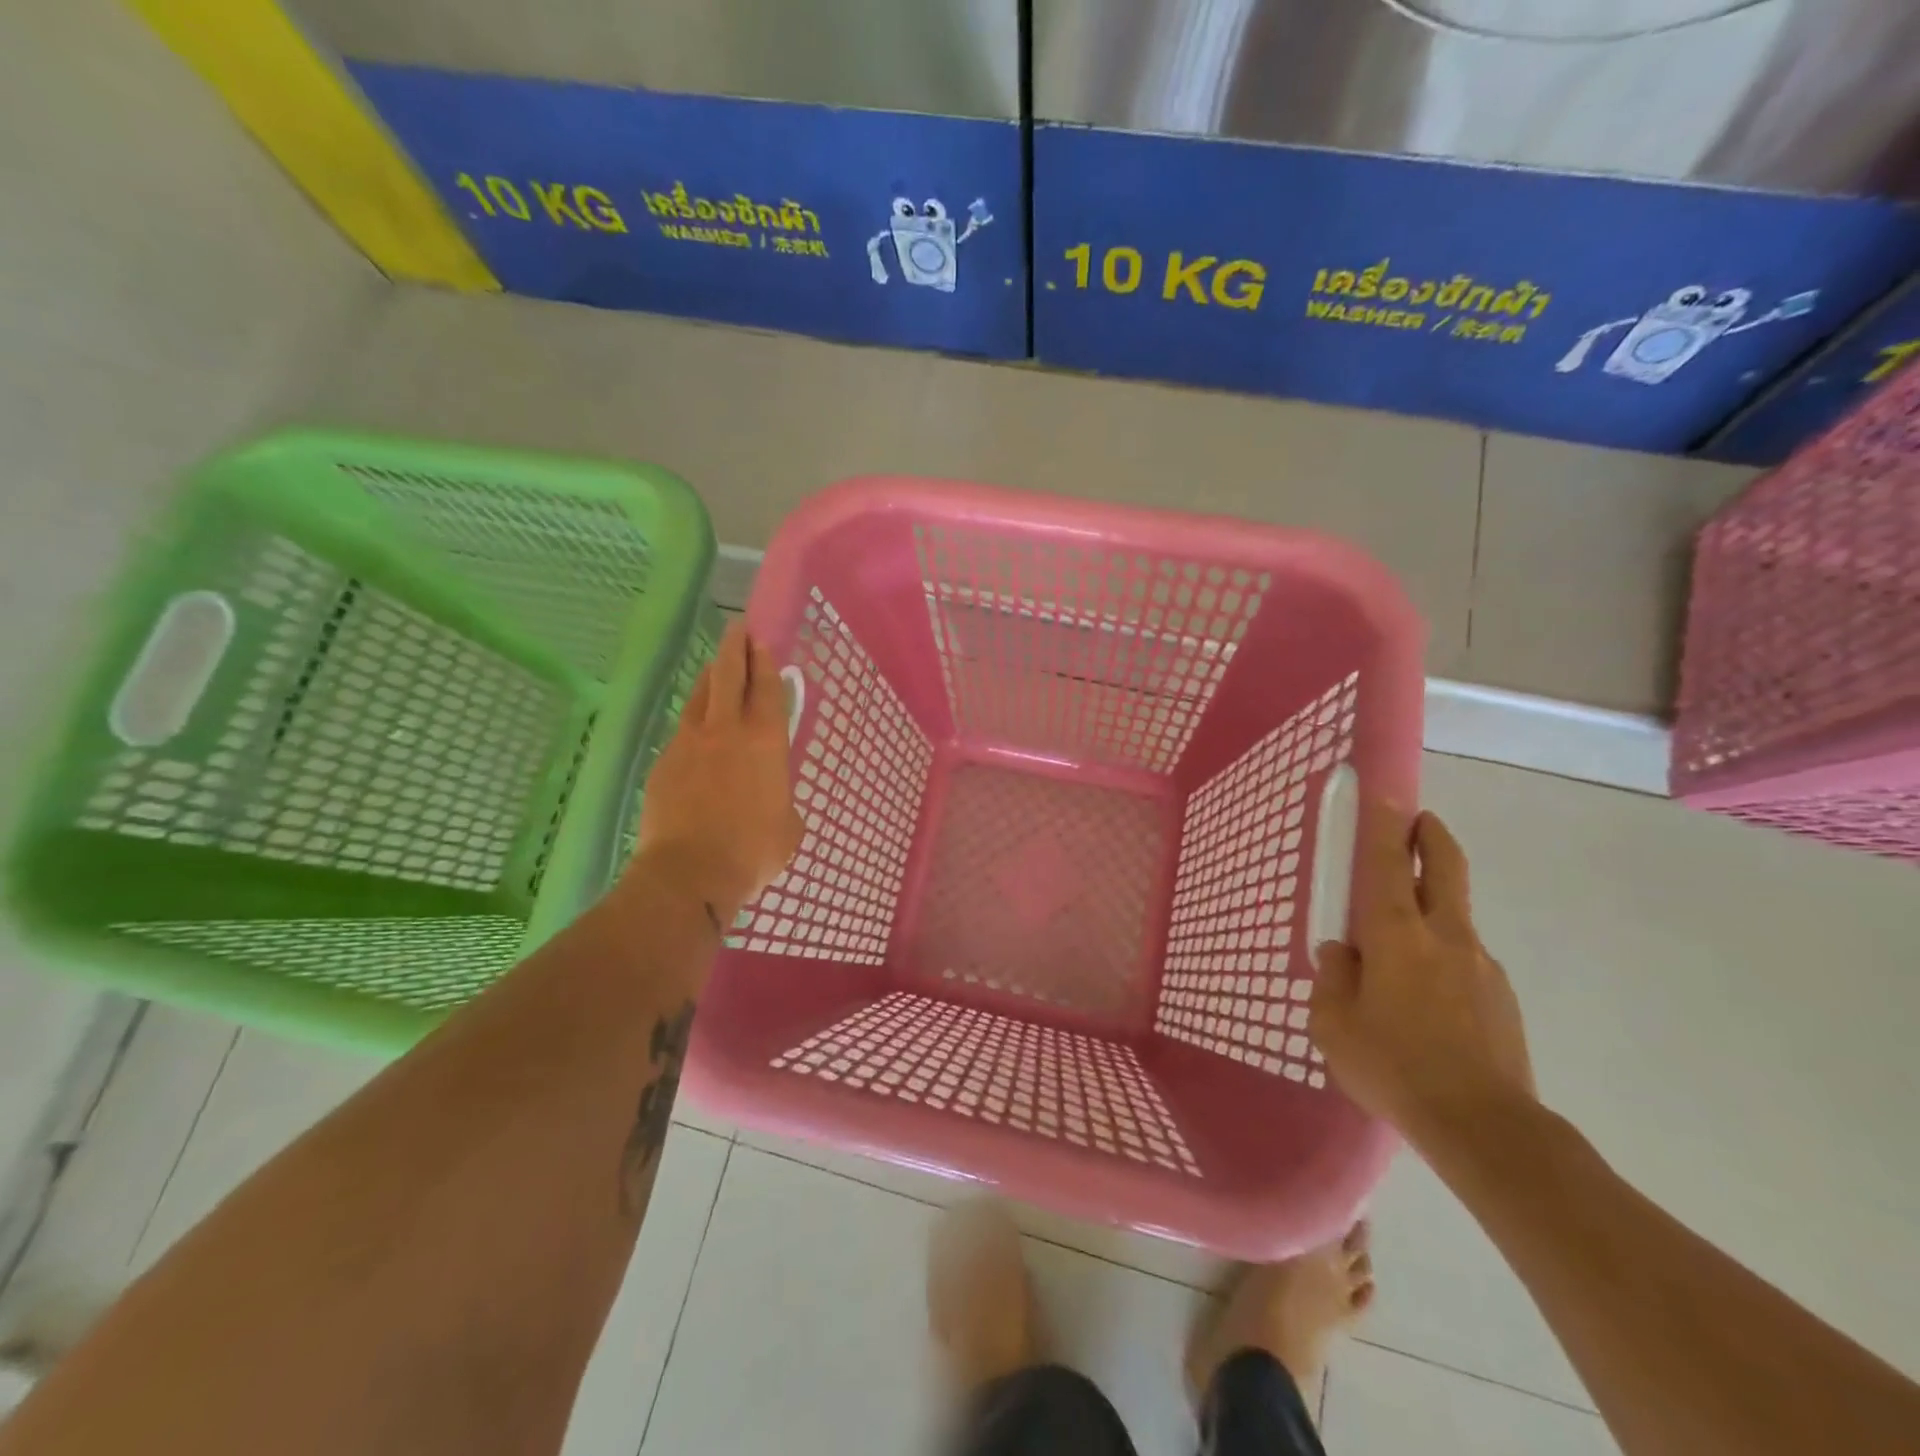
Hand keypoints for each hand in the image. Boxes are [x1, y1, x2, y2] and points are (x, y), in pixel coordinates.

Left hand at [630, 623, 802, 925]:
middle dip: (734, 648)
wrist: (689, 873)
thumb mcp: (789, 827)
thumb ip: (782, 800)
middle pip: (728, 676)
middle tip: (737, 629)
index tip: (760, 641)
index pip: (765, 688)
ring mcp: (688, 744)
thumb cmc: (752, 851)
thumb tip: (772, 799)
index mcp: (765, 742)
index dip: (764, 661)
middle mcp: (726, 731)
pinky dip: (692, 726)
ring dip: (709, 679)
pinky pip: (681, 734)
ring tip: (715, 670)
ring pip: (699, 698)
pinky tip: (695, 737)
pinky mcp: (663, 764)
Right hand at [1309, 805, 1535, 1150]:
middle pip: (1445, 869)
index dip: (1384, 826)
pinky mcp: (1501, 997)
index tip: (1385, 795)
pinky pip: (1462, 960)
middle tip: (1418, 820)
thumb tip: (1341, 953)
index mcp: (1396, 936)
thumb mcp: (1333, 1026)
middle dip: (1431, 836)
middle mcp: (1444, 937)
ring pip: (1452, 917)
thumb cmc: (1394, 1068)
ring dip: (1431, 907)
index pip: (1389, 865)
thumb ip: (1332, 979)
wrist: (1486, 1129)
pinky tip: (1425, 1001)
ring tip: (1398, 949)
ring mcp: (1480, 965)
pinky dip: (1440, 957)